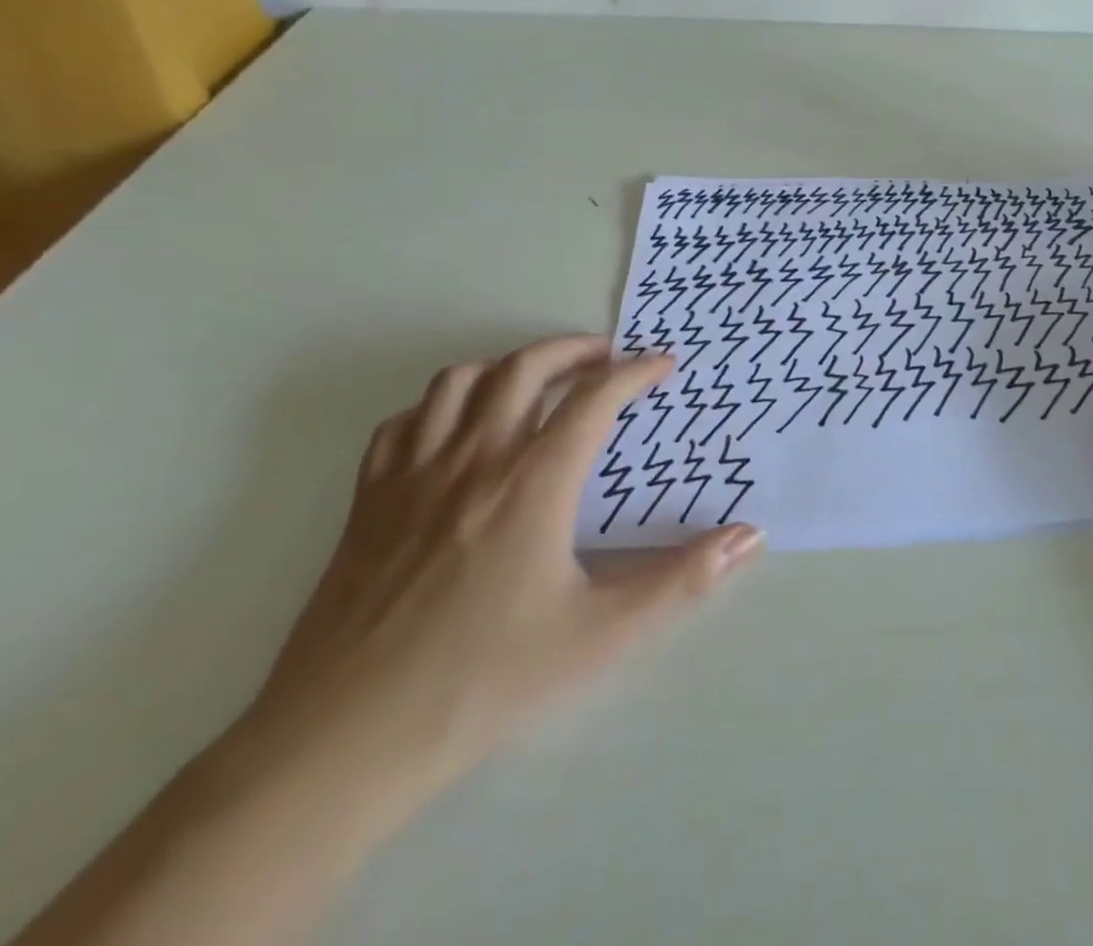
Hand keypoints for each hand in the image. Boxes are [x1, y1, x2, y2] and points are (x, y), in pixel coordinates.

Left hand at [238, 336, 762, 833]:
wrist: (342, 743)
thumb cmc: (485, 680)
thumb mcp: (602, 634)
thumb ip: (683, 580)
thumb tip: (751, 536)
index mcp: (534, 483)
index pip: (594, 398)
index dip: (635, 372)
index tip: (663, 365)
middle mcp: (474, 460)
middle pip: (525, 367)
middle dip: (574, 350)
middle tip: (607, 357)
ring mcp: (413, 476)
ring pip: (460, 381)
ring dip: (508, 365)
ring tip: (538, 380)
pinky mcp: (367, 502)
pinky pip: (405, 422)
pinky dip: (440, 404)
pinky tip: (458, 428)